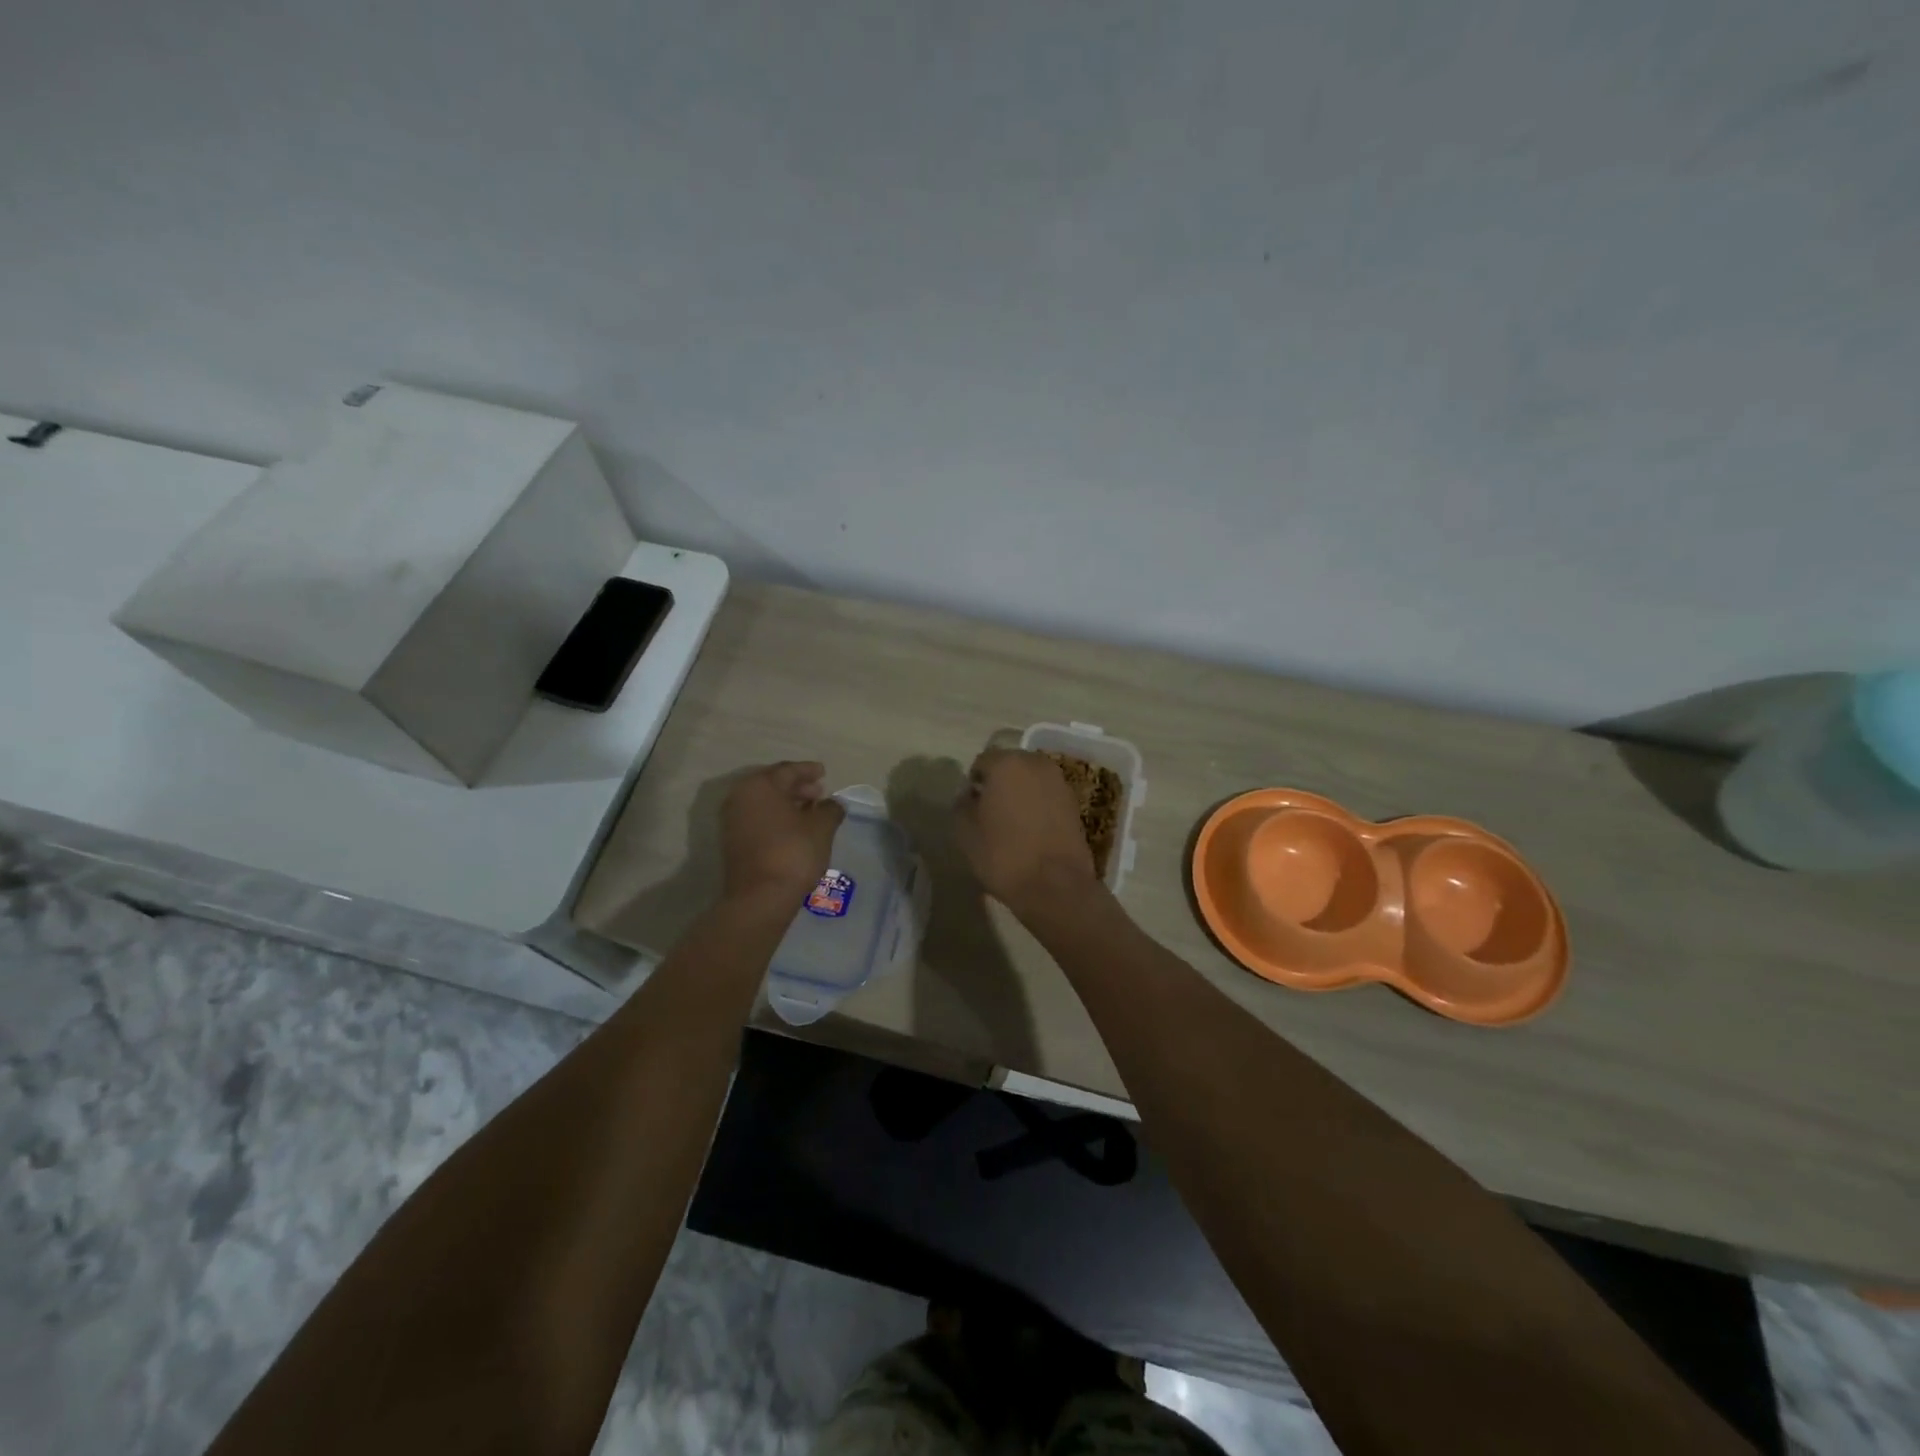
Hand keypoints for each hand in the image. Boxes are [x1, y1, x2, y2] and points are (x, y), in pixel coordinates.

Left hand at [721, 762, 845, 906]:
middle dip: (797, 786)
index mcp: (760, 785)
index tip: (823, 772)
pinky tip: (794, 828)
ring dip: (787, 802)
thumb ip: (830, 809)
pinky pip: (757, 817)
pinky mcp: (732, 840)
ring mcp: (732, 819)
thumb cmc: (793, 852)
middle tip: (819, 792)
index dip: (808, 770)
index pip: (788, 770)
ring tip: (810, 811)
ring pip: (764, 802)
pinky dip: (775, 817)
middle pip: (773, 784)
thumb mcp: (822, 828)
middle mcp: (740, 796)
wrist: (760, 897)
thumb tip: (833, 803)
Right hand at [955, 749, 1099, 917]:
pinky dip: (1038, 805)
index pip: (982, 762)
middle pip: (1010, 766)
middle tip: (990, 812)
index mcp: (1006, 763)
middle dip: (999, 784)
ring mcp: (1060, 782)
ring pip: (1031, 780)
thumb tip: (970, 795)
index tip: (970, 806)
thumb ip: (962, 805)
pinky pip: (1048, 796)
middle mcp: (1036, 764)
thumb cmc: (1002, 855)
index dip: (973, 783)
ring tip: (1011, 822)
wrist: (1055, 885)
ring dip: (1020, 793)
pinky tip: (1032, 830)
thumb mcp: (965, 831)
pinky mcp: (1075, 803)